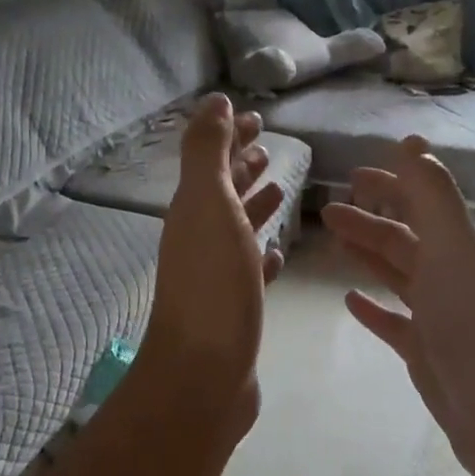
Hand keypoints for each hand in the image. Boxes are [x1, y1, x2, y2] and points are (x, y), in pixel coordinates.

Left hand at [134, 94, 284, 441]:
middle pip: (224, 193)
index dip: (231, 136)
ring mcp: (217, 276)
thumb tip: (213, 101)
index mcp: (194, 211)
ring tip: (281, 188)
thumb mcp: (208, 206)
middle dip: (243, 166)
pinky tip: (278, 251)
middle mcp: (201, 239)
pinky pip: (251, 271)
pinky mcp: (236, 309)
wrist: (204, 374)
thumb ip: (208, 153)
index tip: (256, 117)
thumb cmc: (212, 285)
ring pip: (238, 230)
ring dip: (256, 206)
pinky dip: (263, 254)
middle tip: (269, 147)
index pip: (212, 160)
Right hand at [322, 138, 474, 475]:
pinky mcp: (425, 352)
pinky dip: (372, 308)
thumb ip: (432, 195)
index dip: (393, 184)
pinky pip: (393, 322)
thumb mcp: (453, 248)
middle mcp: (451, 277)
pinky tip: (349, 300)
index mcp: (460, 248)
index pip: (423, 204)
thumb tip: (411, 142)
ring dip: (368, 255)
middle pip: (404, 239)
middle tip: (328, 209)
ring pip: (397, 276)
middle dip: (369, 220)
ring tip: (334, 241)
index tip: (355, 174)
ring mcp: (438, 317)